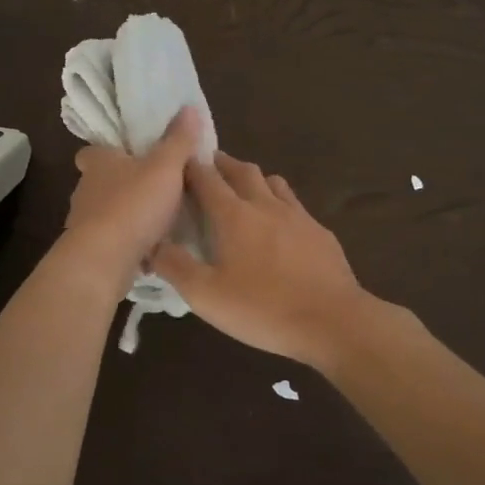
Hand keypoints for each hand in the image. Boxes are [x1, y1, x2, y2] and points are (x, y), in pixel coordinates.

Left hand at [63, 108, 202, 287]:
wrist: (104, 260)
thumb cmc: (133, 204)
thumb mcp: (165, 167)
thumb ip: (178, 140)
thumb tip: (188, 107)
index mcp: (98, 163)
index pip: (93, 151)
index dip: (109, 152)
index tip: (130, 156)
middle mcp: (85, 189)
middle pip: (101, 182)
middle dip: (123, 185)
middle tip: (154, 189)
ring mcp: (84, 222)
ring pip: (106, 213)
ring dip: (126, 216)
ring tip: (158, 222)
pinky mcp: (90, 250)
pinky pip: (112, 242)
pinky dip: (128, 244)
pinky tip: (151, 251)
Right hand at [152, 152, 374, 368]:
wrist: (333, 321)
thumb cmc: (263, 308)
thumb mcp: (206, 296)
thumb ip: (174, 266)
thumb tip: (151, 243)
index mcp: (234, 215)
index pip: (206, 177)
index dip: (189, 166)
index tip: (177, 163)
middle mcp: (265, 205)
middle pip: (241, 170)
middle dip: (221, 164)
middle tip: (207, 168)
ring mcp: (297, 216)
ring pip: (272, 182)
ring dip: (253, 178)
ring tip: (242, 189)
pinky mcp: (320, 232)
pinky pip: (295, 205)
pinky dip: (279, 202)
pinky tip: (280, 224)